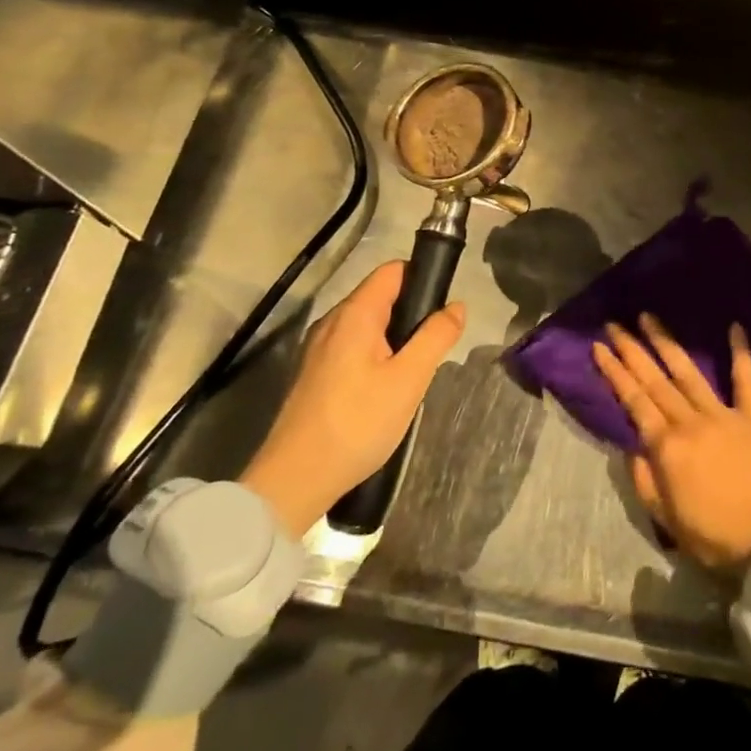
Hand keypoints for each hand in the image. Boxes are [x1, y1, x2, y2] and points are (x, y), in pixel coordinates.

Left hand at [240, 261, 464, 537]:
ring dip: (395, 339)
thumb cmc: (358, 423)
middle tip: (433, 349)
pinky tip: (385, 390)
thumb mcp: (409, 379)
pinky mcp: (313, 374)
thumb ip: (436, 336)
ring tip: (413, 372)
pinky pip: (353, 348)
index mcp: (355, 315)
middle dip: (412, 314)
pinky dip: (375, 357)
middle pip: (380, 297)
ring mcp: (318, 349)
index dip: (423, 278)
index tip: (443, 309)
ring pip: (367, 326)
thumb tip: (456, 306)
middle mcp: (332, 322)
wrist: (295, 480)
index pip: (393, 271)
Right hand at [593, 314, 750, 572]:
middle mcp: (690, 421)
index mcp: (666, 446)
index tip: (599, 347)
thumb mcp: (664, 517)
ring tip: (649, 318)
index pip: (634, 401)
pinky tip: (734, 326)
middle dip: (632, 350)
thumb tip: (631, 443)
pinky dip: (740, 352)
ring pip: (688, 372)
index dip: (614, 372)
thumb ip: (643, 477)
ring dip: (666, 343)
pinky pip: (745, 379)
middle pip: (655, 380)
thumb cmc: (711, 536)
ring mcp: (722, 414)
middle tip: (615, 324)